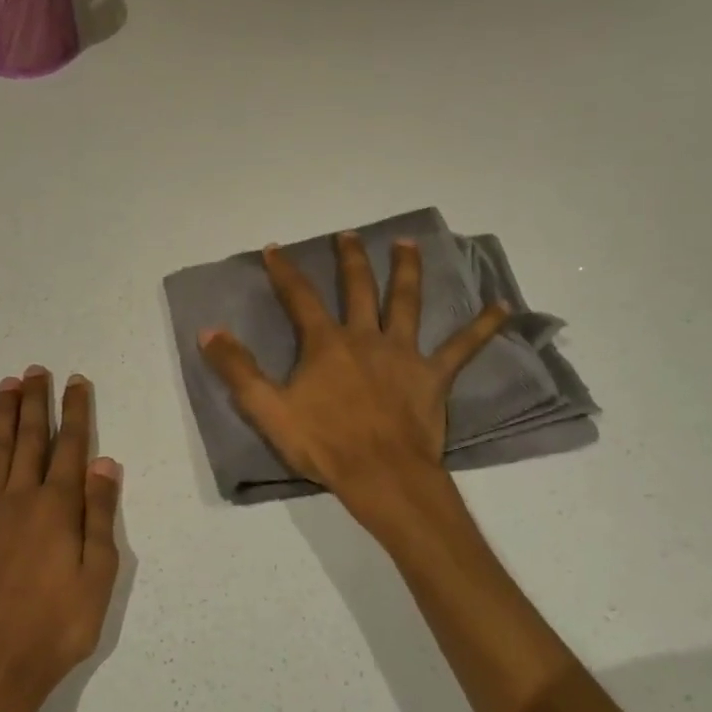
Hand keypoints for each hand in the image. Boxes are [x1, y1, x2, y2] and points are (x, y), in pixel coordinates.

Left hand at [0, 368, 122, 711]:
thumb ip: (100, 516)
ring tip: (7, 385)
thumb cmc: (56, 629)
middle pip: (30, 441)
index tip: (75, 381)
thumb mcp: (98, 578)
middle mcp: (19, 500)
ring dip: (1, 416)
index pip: (71, 448)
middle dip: (35, 403)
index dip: (75, 412)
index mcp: (58, 509)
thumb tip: (106, 463)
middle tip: (36, 370)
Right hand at [199, 232, 506, 522]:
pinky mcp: (433, 376)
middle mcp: (366, 338)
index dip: (285, 271)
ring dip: (407, 270)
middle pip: (358, 288)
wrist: (381, 475)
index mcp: (326, 344)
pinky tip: (502, 306)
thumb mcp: (268, 410)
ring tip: (407, 244)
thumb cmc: (323, 445)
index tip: (275, 248)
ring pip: (407, 302)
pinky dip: (483, 326)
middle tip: (348, 236)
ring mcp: (403, 354)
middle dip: (350, 260)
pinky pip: (463, 347)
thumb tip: (209, 332)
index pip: (300, 298)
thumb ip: (238, 370)